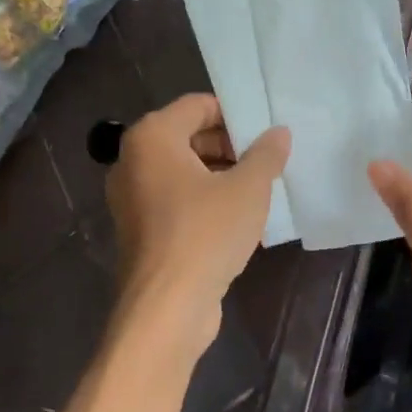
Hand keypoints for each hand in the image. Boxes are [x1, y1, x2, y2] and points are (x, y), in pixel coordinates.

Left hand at [107, 94, 289, 353]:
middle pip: (188, 137)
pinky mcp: (141, 230)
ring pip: (184, 172)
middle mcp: (133, 161)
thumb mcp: (247, 189)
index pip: (197, 105)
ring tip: (258, 190)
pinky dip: (204, 201)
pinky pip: (177, 201)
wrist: (167, 306)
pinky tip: (238, 220)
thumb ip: (266, 154)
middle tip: (267, 162)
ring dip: (221, 176)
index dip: (235, 114)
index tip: (266, 132)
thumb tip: (279, 133)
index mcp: (152, 138)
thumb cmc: (206, 233)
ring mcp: (132, 198)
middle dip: (230, 146)